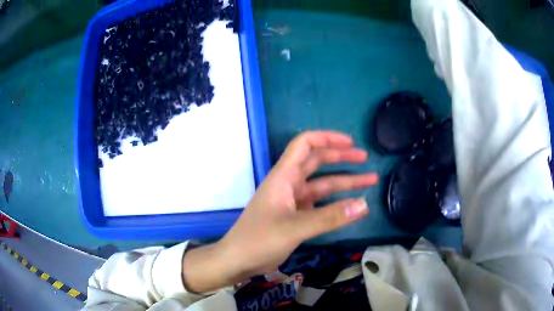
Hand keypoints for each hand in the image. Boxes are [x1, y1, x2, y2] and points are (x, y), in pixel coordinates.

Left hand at [182, 131, 377, 292]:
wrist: (238, 260)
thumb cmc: (259, 239)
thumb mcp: (295, 227)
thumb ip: (330, 217)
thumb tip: (364, 205)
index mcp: (284, 176)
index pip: (305, 144)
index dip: (327, 138)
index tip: (351, 143)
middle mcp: (289, 184)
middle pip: (317, 161)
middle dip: (342, 157)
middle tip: (366, 158)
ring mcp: (293, 201)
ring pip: (322, 185)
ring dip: (345, 182)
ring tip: (370, 181)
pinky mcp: (295, 216)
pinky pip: (320, 204)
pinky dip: (336, 203)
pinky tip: (351, 206)